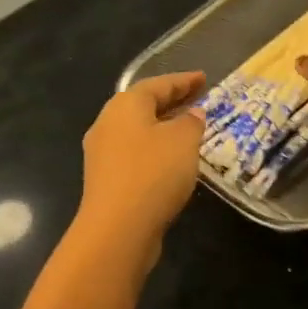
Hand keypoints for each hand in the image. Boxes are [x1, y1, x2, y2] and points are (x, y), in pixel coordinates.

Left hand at [73, 71, 207, 269]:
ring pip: (138, 130)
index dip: (184, 80)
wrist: (117, 230)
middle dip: (172, 101)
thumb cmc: (153, 173)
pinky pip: (135, 153)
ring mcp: (103, 153)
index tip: (204, 78)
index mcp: (125, 105)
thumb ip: (191, 122)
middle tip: (197, 99)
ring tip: (189, 129)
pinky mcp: (106, 179)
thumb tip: (192, 115)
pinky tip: (173, 160)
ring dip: (163, 127)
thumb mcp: (183, 140)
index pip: (158, 84)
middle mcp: (108, 123)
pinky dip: (155, 149)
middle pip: (144, 105)